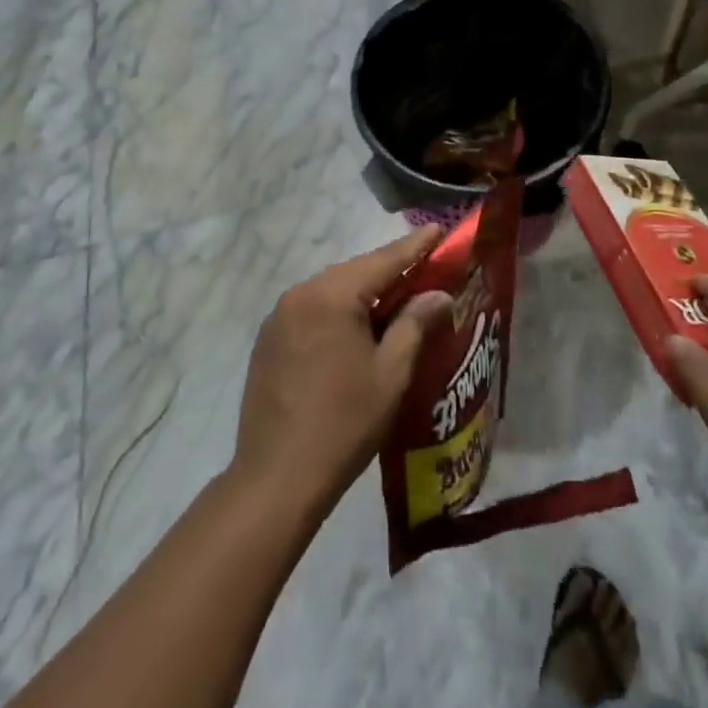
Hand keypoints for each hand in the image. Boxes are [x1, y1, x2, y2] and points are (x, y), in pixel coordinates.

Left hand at [229, 227, 453, 520]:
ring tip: (396, 299)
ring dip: (363, 292)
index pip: (382, 261)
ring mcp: (279, 317)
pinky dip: (339, 311)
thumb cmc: (344, 423)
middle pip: (354, 272)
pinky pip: (312, 310)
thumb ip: (415, 324)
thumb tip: (438, 294)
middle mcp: (300, 294)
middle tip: (424, 268)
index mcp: (331, 295)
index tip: (438, 229)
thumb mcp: (391, 373)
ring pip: (332, 290)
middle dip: (389, 270)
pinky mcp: (269, 340)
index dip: (414, 247)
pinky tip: (357, 328)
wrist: (277, 478)